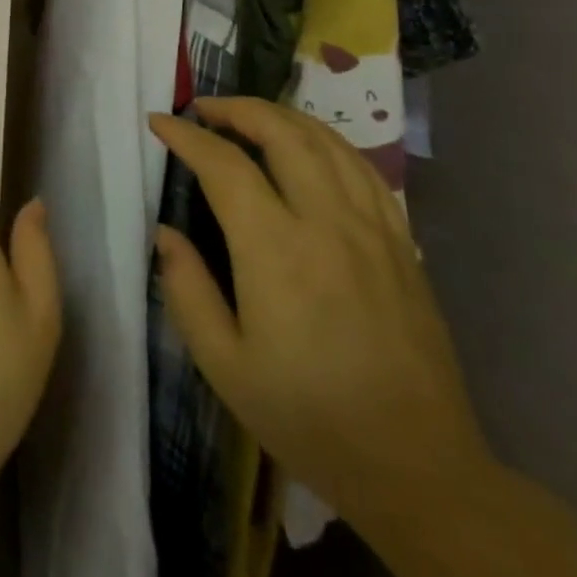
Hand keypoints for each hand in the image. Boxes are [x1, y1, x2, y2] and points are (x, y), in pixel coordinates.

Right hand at [149, 98, 493, 530]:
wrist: (417, 468)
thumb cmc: (306, 417)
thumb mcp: (222, 364)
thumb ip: (185, 288)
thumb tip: (165, 232)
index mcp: (276, 250)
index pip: (225, 165)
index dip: (187, 136)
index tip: (159, 123)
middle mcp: (328, 224)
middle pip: (283, 133)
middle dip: (236, 109)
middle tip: (202, 109)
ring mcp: (373, 230)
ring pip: (328, 141)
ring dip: (282, 117)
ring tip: (249, 118)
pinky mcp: (402, 245)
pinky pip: (363, 170)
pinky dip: (328, 142)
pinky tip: (310, 148)